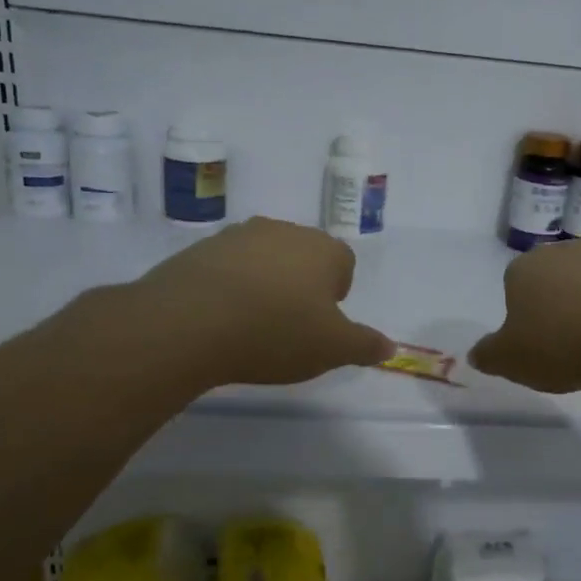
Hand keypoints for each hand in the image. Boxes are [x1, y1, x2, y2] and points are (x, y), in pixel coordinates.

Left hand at [102, 218, 393, 389]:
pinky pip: (227, 268)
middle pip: (303, 257)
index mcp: (323, 249)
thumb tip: (390, 346)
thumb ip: (365, 345)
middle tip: (290, 326)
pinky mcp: (199, 249)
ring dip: (264, 284)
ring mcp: (238, 236)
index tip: (321, 323)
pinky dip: (230, 287)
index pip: (344, 263)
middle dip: (301, 286)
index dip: (336, 294)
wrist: (189, 322)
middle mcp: (283, 231)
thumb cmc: (276, 332)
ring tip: (252, 324)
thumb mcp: (332, 349)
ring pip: (264, 260)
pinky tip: (220, 319)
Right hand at [469, 239, 580, 393]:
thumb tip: (477, 353)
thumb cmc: (562, 342)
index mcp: (522, 268)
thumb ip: (488, 355)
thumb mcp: (511, 361)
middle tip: (563, 347)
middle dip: (554, 308)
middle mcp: (560, 252)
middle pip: (550, 282)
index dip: (521, 317)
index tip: (533, 344)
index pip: (512, 287)